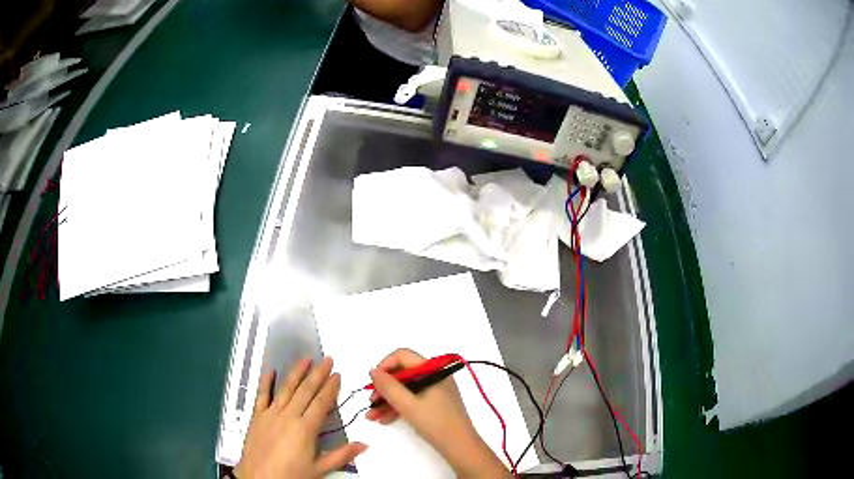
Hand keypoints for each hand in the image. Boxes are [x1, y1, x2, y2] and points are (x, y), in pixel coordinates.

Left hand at [235, 357, 366, 478]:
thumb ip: (341, 456)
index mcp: (305, 429)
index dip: (330, 388)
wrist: (259, 478)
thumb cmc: (291, 475)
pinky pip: (261, 395)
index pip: (321, 403)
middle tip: (327, 359)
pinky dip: (266, 382)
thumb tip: (364, 445)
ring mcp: (270, 414)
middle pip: (305, 391)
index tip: (337, 374)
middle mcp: (288, 416)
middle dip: (318, 374)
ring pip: (286, 388)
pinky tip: (271, 371)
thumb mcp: (319, 469)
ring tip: (306, 359)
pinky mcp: (256, 416)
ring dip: (296, 372)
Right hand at [366, 349, 510, 478]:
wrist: (460, 447)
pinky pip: (412, 399)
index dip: (384, 366)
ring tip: (371, 416)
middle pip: (402, 374)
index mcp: (433, 370)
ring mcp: (435, 390)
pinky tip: (383, 419)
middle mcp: (435, 376)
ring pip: (405, 389)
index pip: (403, 356)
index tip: (373, 383)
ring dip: (387, 401)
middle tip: (370, 402)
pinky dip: (398, 407)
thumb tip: (373, 371)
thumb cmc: (436, 423)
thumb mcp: (408, 405)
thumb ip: (389, 387)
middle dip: (384, 388)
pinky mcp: (434, 404)